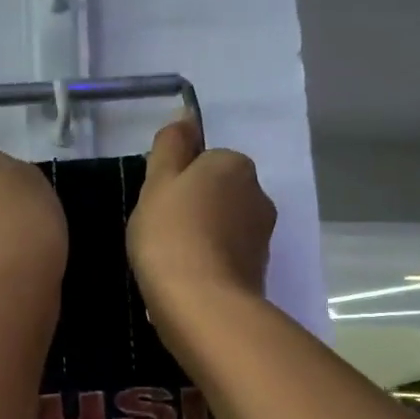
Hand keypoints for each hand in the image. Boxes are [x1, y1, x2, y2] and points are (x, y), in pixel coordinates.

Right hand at [128, 119, 275, 328]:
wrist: (202, 303)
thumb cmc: (171, 234)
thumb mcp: (158, 182)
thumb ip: (171, 146)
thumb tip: (186, 115)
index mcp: (234, 165)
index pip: (203, 162)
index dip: (176, 182)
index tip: (157, 205)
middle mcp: (258, 194)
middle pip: (217, 194)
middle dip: (192, 209)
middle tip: (159, 233)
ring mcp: (262, 236)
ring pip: (222, 227)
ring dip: (200, 238)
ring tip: (169, 263)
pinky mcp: (259, 271)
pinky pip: (225, 258)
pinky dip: (207, 265)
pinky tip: (185, 283)